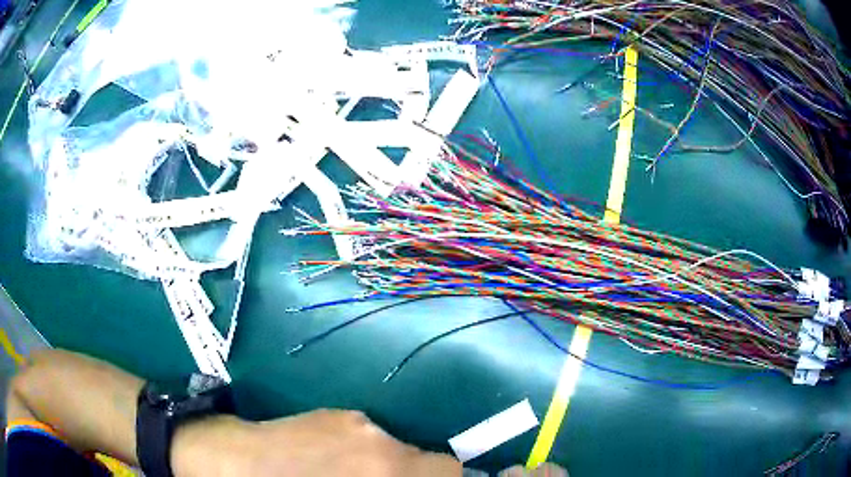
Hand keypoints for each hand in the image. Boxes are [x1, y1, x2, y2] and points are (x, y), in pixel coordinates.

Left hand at [172, 409, 461, 476]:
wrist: (224, 461)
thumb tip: (420, 476)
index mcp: (385, 469)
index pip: (451, 472)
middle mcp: (381, 442)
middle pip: (435, 462)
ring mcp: (357, 423)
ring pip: (402, 450)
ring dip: (393, 468)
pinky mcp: (337, 413)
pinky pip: (372, 438)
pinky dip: (368, 454)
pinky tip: (334, 464)